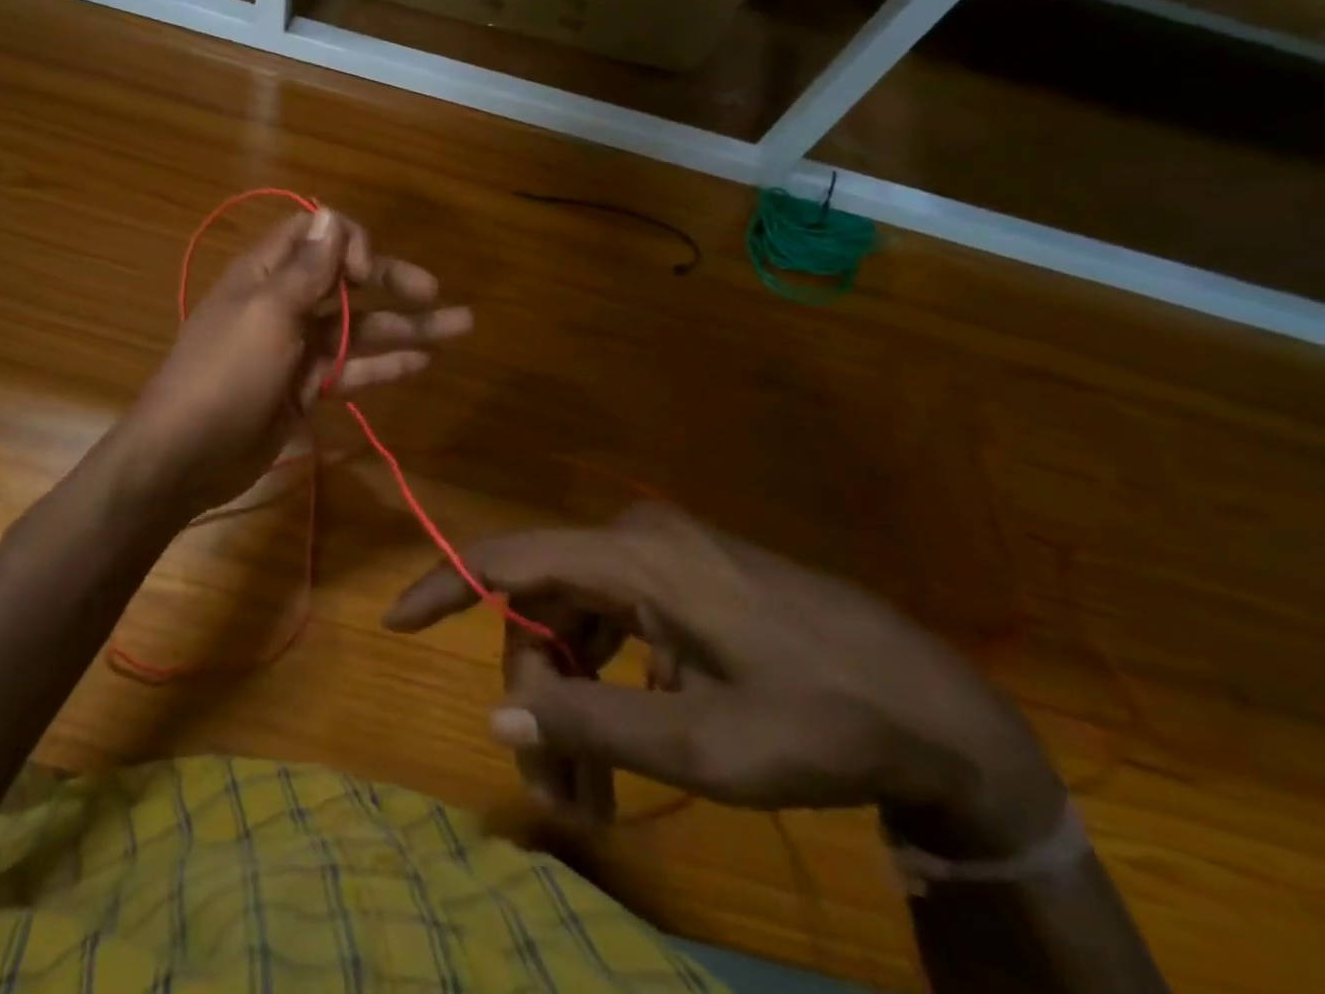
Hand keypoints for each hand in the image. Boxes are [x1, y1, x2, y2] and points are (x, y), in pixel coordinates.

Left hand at [111, 206, 471, 519]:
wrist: (185, 456)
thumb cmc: (224, 375)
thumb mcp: (266, 315)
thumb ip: (305, 270)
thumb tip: (331, 214)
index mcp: (266, 274)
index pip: (314, 234)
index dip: (347, 241)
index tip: (365, 273)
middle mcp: (285, 303)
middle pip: (346, 280)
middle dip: (390, 280)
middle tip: (434, 291)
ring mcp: (298, 347)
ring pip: (360, 328)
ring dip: (406, 325)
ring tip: (461, 325)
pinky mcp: (307, 386)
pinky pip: (354, 368)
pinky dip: (386, 364)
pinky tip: (424, 362)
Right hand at [385, 502, 1066, 852]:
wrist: (939, 711)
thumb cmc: (823, 722)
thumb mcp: (705, 746)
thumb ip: (592, 725)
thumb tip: (496, 714)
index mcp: (635, 558)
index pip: (510, 559)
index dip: (445, 585)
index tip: (395, 624)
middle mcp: (638, 540)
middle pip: (546, 610)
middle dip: (537, 697)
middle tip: (558, 792)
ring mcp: (666, 557)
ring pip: (579, 621)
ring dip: (571, 700)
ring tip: (589, 793)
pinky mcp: (687, 580)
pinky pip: (617, 623)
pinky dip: (608, 683)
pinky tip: (634, 743)